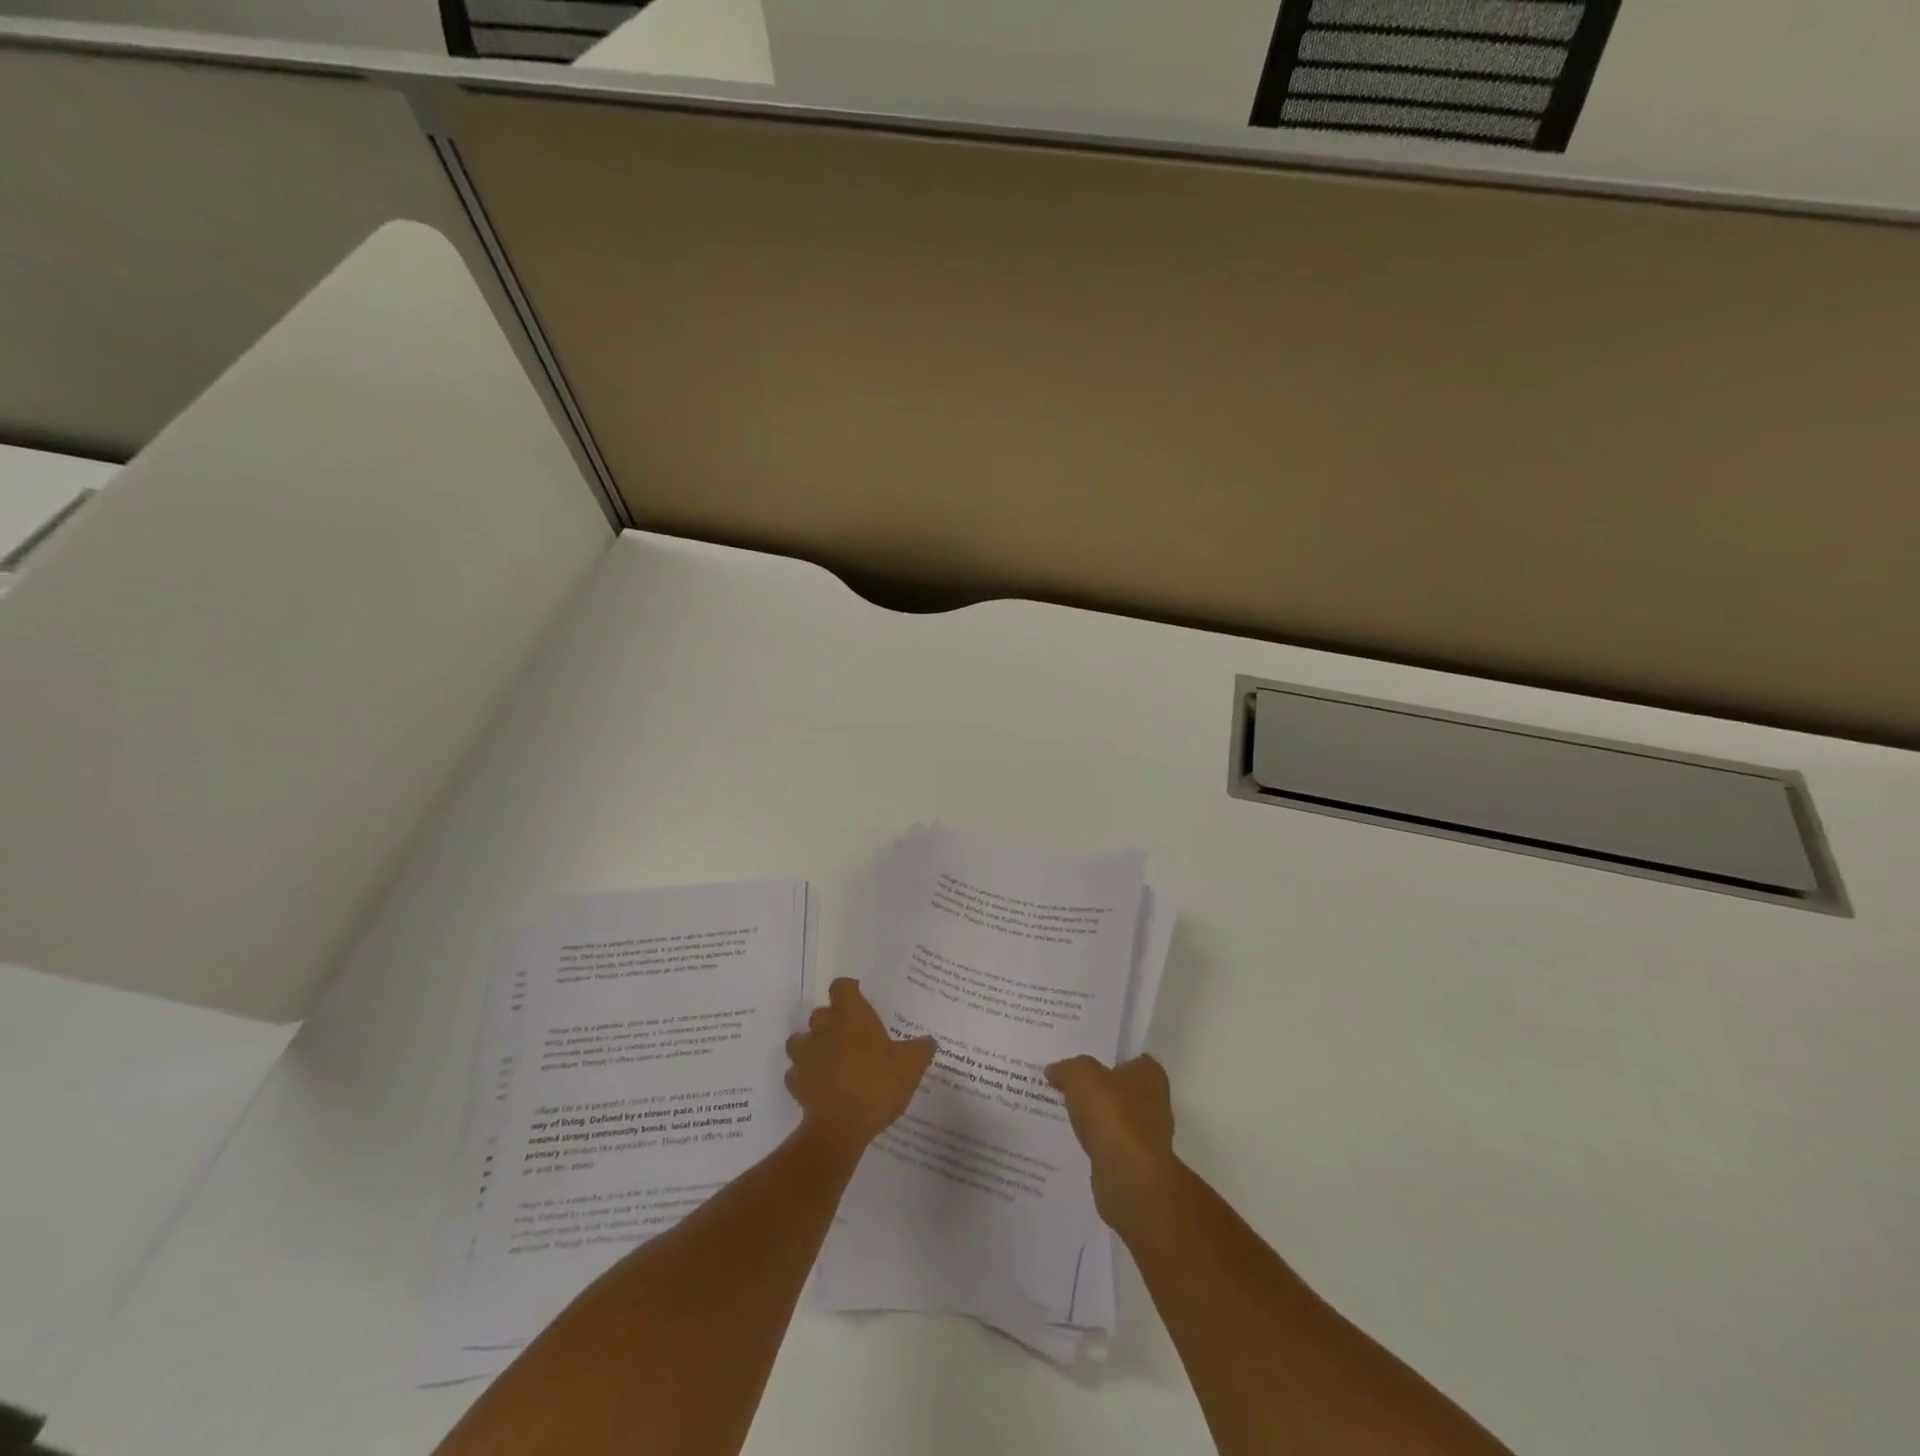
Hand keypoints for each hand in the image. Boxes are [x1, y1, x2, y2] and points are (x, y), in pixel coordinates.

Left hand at [785, 978, 936, 1152]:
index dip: (850, 990)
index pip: (842, 987)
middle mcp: (824, 1028)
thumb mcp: (911, 1065)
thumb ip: (921, 1048)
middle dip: (833, 1020)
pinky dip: (806, 1076)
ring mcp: (806, 1055)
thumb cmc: (877, 1084)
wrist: (840, 1127)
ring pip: (802, 1040)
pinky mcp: (795, 1083)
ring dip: (813, 1045)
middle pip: (821, 1013)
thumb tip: (928, 1041)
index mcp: (851, 1015)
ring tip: (831, 1059)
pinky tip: (821, 1086)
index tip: (861, 999)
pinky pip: (797, 1072)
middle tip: (852, 1035)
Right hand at [1045, 1053, 1177, 1230]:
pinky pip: (1110, 1144)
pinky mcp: (1136, 1163)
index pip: (1131, 1058)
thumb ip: (1067, 1068)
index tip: (1082, 1061)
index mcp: (1150, 1074)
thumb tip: (1054, 1070)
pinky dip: (1096, 1142)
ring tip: (1065, 1112)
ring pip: (1115, 1118)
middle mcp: (1155, 1102)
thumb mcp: (1081, 1075)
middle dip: (1099, 1088)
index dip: (1107, 1057)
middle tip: (1067, 1084)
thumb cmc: (1112, 1114)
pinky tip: (1074, 1140)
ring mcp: (1147, 1136)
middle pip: (1122, 1088)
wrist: (1128, 1176)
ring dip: (1096, 1118)